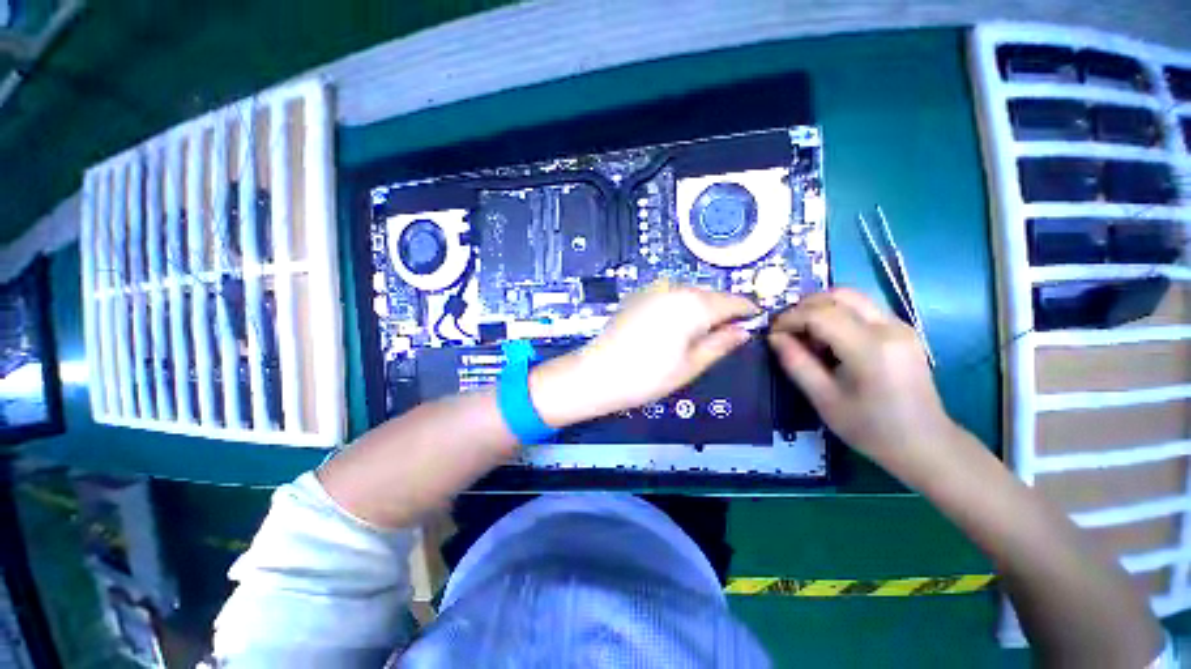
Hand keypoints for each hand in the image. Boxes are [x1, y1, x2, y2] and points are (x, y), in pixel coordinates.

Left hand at [531, 281, 758, 426]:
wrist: (598, 373)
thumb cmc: (649, 376)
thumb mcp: (692, 364)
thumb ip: (721, 343)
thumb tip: (745, 330)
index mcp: (694, 305)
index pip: (733, 301)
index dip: (747, 311)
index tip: (757, 321)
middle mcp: (676, 288)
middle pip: (711, 295)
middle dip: (723, 311)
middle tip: (728, 333)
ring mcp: (655, 289)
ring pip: (691, 294)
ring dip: (702, 308)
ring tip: (700, 333)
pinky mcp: (640, 295)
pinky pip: (671, 296)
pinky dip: (681, 307)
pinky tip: (675, 327)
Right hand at [767, 288, 954, 473]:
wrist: (924, 442)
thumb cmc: (870, 427)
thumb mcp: (823, 399)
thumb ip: (796, 363)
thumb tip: (774, 337)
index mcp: (870, 349)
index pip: (820, 314)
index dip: (790, 318)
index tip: (772, 333)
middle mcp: (888, 327)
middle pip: (838, 295)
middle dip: (804, 307)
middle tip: (787, 330)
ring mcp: (899, 325)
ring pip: (851, 296)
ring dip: (821, 308)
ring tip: (806, 334)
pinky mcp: (902, 328)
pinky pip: (862, 307)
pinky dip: (837, 314)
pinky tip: (829, 338)